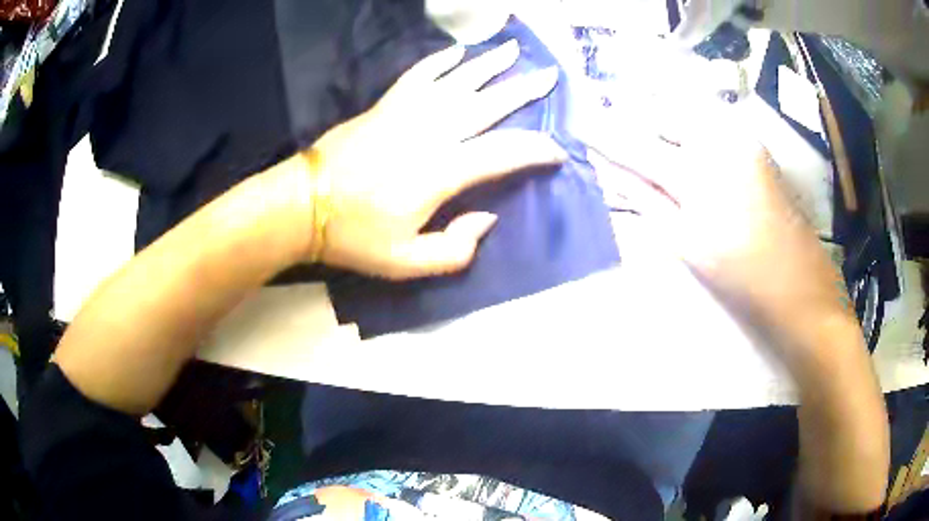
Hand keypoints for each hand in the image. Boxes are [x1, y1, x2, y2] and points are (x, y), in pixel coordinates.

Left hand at [299, 41, 565, 279]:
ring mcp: (408, 112)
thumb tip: (487, 218)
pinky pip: (419, 75)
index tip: (557, 151)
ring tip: (514, 48)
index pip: (504, 153)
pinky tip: (457, 52)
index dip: (536, 150)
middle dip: (524, 89)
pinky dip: (440, 61)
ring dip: (490, 63)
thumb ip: (454, 250)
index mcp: (442, 171)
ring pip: (459, 80)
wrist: (303, 204)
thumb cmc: (354, 235)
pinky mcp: (387, 105)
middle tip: (551, 75)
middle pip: (489, 103)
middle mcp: (432, 132)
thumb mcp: (406, 262)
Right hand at [596, 99, 855, 365]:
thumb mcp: (687, 245)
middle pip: (663, 111)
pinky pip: (711, 120)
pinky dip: (688, 121)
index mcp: (698, 174)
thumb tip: (612, 173)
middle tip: (608, 118)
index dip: (604, 134)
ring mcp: (742, 137)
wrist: (800, 286)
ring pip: (688, 110)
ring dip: (660, 113)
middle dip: (633, 112)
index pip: (637, 144)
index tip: (579, 124)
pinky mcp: (755, 144)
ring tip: (637, 121)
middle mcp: (720, 140)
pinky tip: (678, 132)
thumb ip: (646, 202)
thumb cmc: (741, 276)